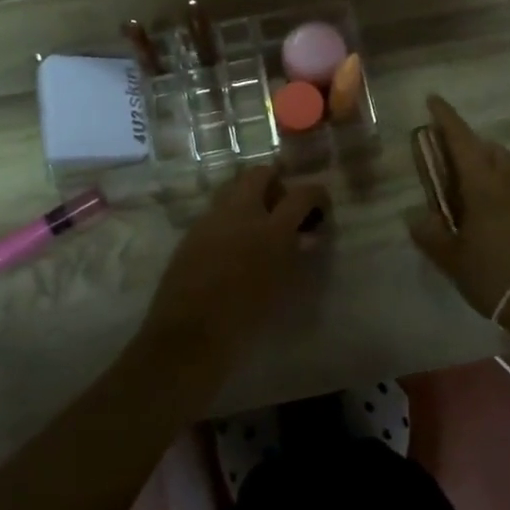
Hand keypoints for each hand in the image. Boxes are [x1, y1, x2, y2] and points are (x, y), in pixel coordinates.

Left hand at [142, 166, 328, 366]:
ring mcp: (212, 219)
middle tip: (283, 207)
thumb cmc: (246, 319)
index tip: (321, 207)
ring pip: (234, 187)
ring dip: (250, 195)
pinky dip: (231, 216)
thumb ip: (298, 256)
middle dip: (276, 183)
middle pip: (260, 174)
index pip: (302, 194)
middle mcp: (240, 213)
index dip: (317, 195)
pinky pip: (217, 211)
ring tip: (258, 224)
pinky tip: (233, 243)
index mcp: (271, 229)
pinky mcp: (192, 232)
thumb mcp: (284, 289)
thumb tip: (308, 237)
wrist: (189, 335)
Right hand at [408, 95, 509, 322]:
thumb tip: (414, 216)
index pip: (462, 140)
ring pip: (508, 164)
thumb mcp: (452, 259)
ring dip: (488, 159)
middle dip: (468, 141)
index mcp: (484, 186)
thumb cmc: (494, 276)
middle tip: (448, 151)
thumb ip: (430, 234)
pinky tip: (496, 205)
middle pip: (489, 147)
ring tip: (471, 178)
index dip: (446, 117)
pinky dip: (503, 180)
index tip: (433, 100)